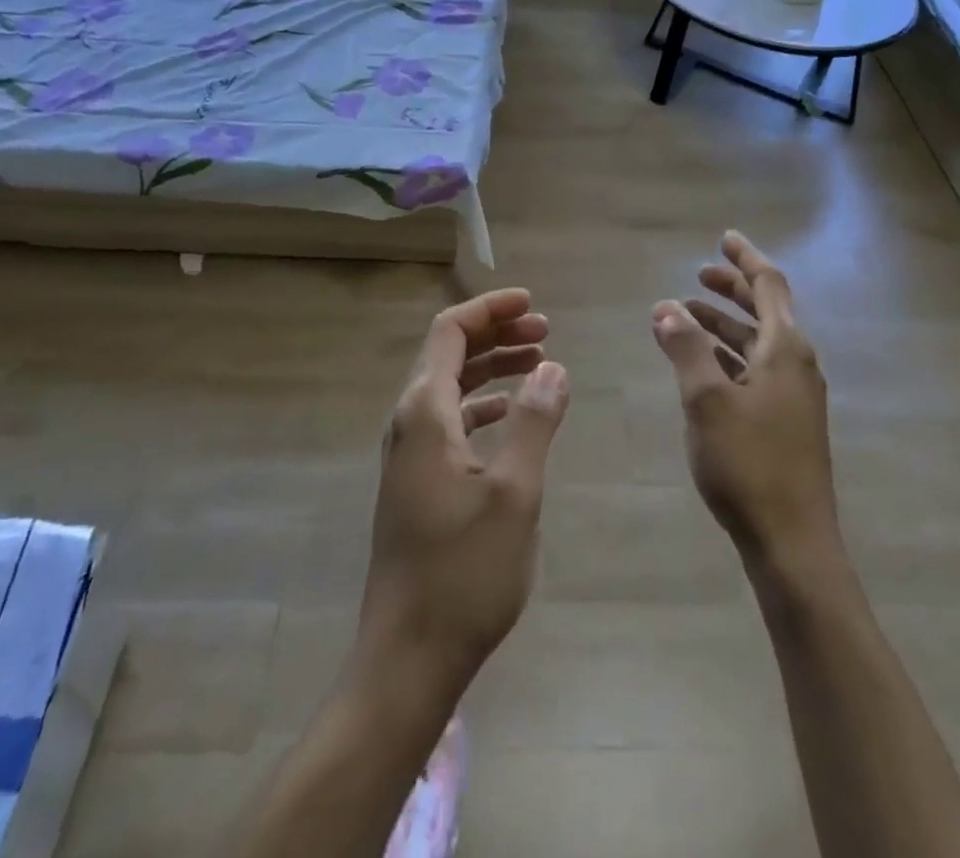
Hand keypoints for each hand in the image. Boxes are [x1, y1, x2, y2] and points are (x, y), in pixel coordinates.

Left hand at [356, 288, 569, 693]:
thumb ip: (535, 421)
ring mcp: (407, 454)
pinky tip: (510, 416)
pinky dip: (481, 405)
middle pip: (448, 354)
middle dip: (496, 334)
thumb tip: (553, 367)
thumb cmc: (464, 571)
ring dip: (491, 368)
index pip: (450, 332)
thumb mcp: (514, 492)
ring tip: (538, 363)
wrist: (407, 655)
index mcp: (424, 413)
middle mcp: (408, 423)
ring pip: (449, 387)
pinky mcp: (414, 482)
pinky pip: (448, 421)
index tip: (532, 303)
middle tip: (545, 331)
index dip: (490, 309)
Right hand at [651, 232, 839, 571]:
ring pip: (758, 343)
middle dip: (732, 290)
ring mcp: (795, 395)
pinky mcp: (787, 422)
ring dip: (726, 324)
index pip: (769, 285)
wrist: (793, 543)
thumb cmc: (749, 464)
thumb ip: (685, 348)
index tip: (724, 238)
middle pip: (766, 310)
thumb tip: (665, 307)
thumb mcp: (706, 400)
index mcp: (786, 349)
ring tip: (687, 316)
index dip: (745, 259)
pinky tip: (703, 366)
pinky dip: (729, 355)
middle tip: (698, 276)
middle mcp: (797, 364)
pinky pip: (756, 369)